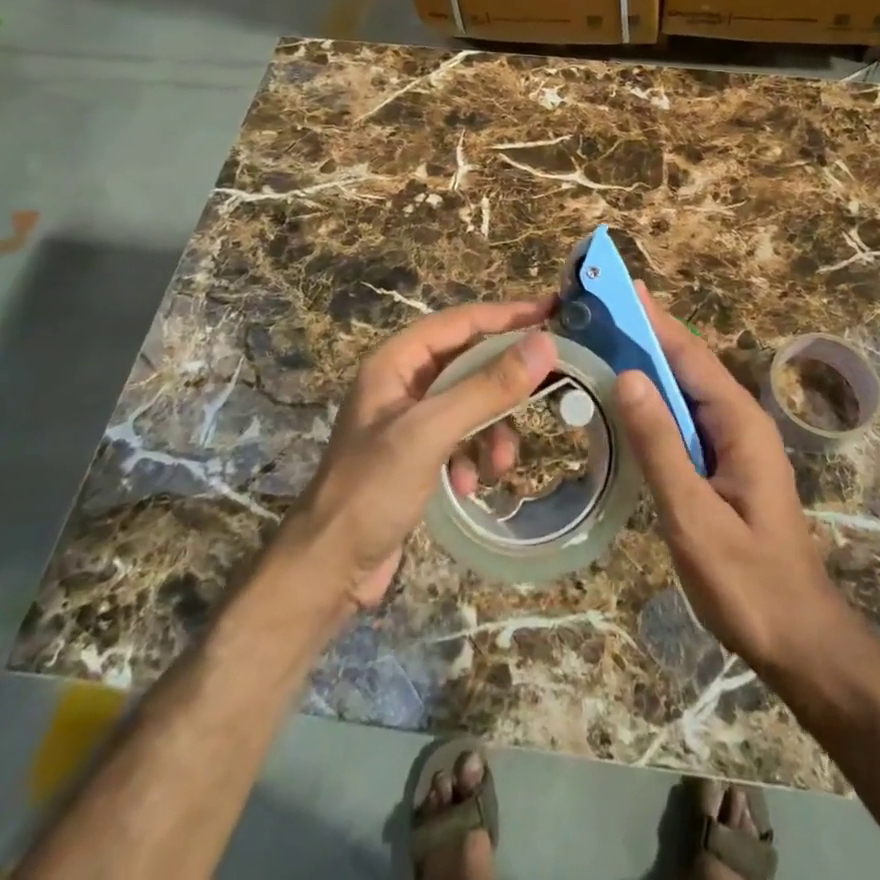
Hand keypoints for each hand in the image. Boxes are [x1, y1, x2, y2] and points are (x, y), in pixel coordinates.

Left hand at [284, 296, 555, 608]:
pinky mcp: (417, 456)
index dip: (507, 313)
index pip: (461, 321)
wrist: (327, 570)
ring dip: (493, 431)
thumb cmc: (372, 489)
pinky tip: (468, 486)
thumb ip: (487, 387)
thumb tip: (544, 344)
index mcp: (396, 362)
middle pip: (470, 362)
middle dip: (504, 384)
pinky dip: (474, 458)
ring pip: (471, 404)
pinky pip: (462, 439)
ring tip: (500, 464)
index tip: (552, 309)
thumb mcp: (431, 432)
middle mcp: (403, 383)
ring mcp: (410, 420)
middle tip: (550, 382)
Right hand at [613, 284, 848, 674]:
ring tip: (600, 341)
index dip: (651, 319)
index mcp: (739, 422)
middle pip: (686, 364)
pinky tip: (626, 400)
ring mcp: (734, 443)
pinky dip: (654, 400)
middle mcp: (739, 421)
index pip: (688, 354)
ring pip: (684, 390)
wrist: (800, 641)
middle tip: (595, 309)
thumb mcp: (694, 516)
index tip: (616, 287)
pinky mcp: (724, 465)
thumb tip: (627, 375)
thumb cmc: (748, 583)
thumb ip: (660, 446)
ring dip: (647, 363)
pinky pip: (685, 419)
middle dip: (644, 333)